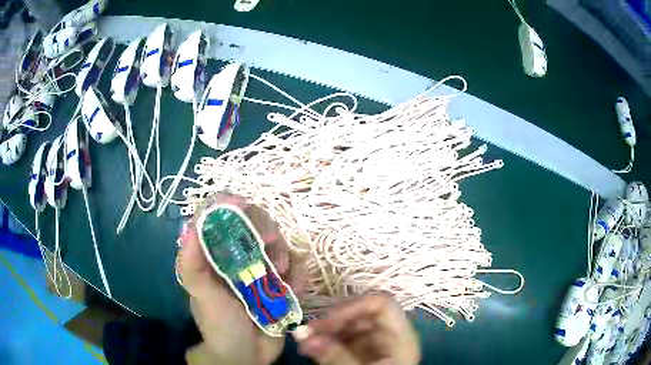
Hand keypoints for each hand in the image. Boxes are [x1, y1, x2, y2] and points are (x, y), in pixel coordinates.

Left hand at [177, 194, 303, 364]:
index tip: (242, 204)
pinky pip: (295, 268)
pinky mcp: (280, 283)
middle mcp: (236, 256)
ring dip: (284, 252)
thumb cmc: (219, 324)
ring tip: (282, 275)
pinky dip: (297, 274)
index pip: (219, 216)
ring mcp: (260, 269)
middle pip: (253, 222)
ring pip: (278, 242)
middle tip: (271, 243)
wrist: (246, 355)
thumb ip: (192, 262)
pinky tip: (292, 289)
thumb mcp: (201, 294)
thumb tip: (190, 224)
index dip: (229, 204)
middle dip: (265, 228)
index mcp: (213, 254)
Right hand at [294, 295, 420, 364]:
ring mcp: (379, 344)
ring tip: (304, 342)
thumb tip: (301, 334)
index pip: (382, 305)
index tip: (323, 321)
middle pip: (363, 314)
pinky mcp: (366, 352)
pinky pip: (346, 339)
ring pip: (351, 326)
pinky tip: (312, 349)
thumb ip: (333, 356)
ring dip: (326, 332)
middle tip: (306, 332)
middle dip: (332, 321)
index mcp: (401, 338)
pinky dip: (328, 341)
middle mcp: (392, 336)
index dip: (352, 306)